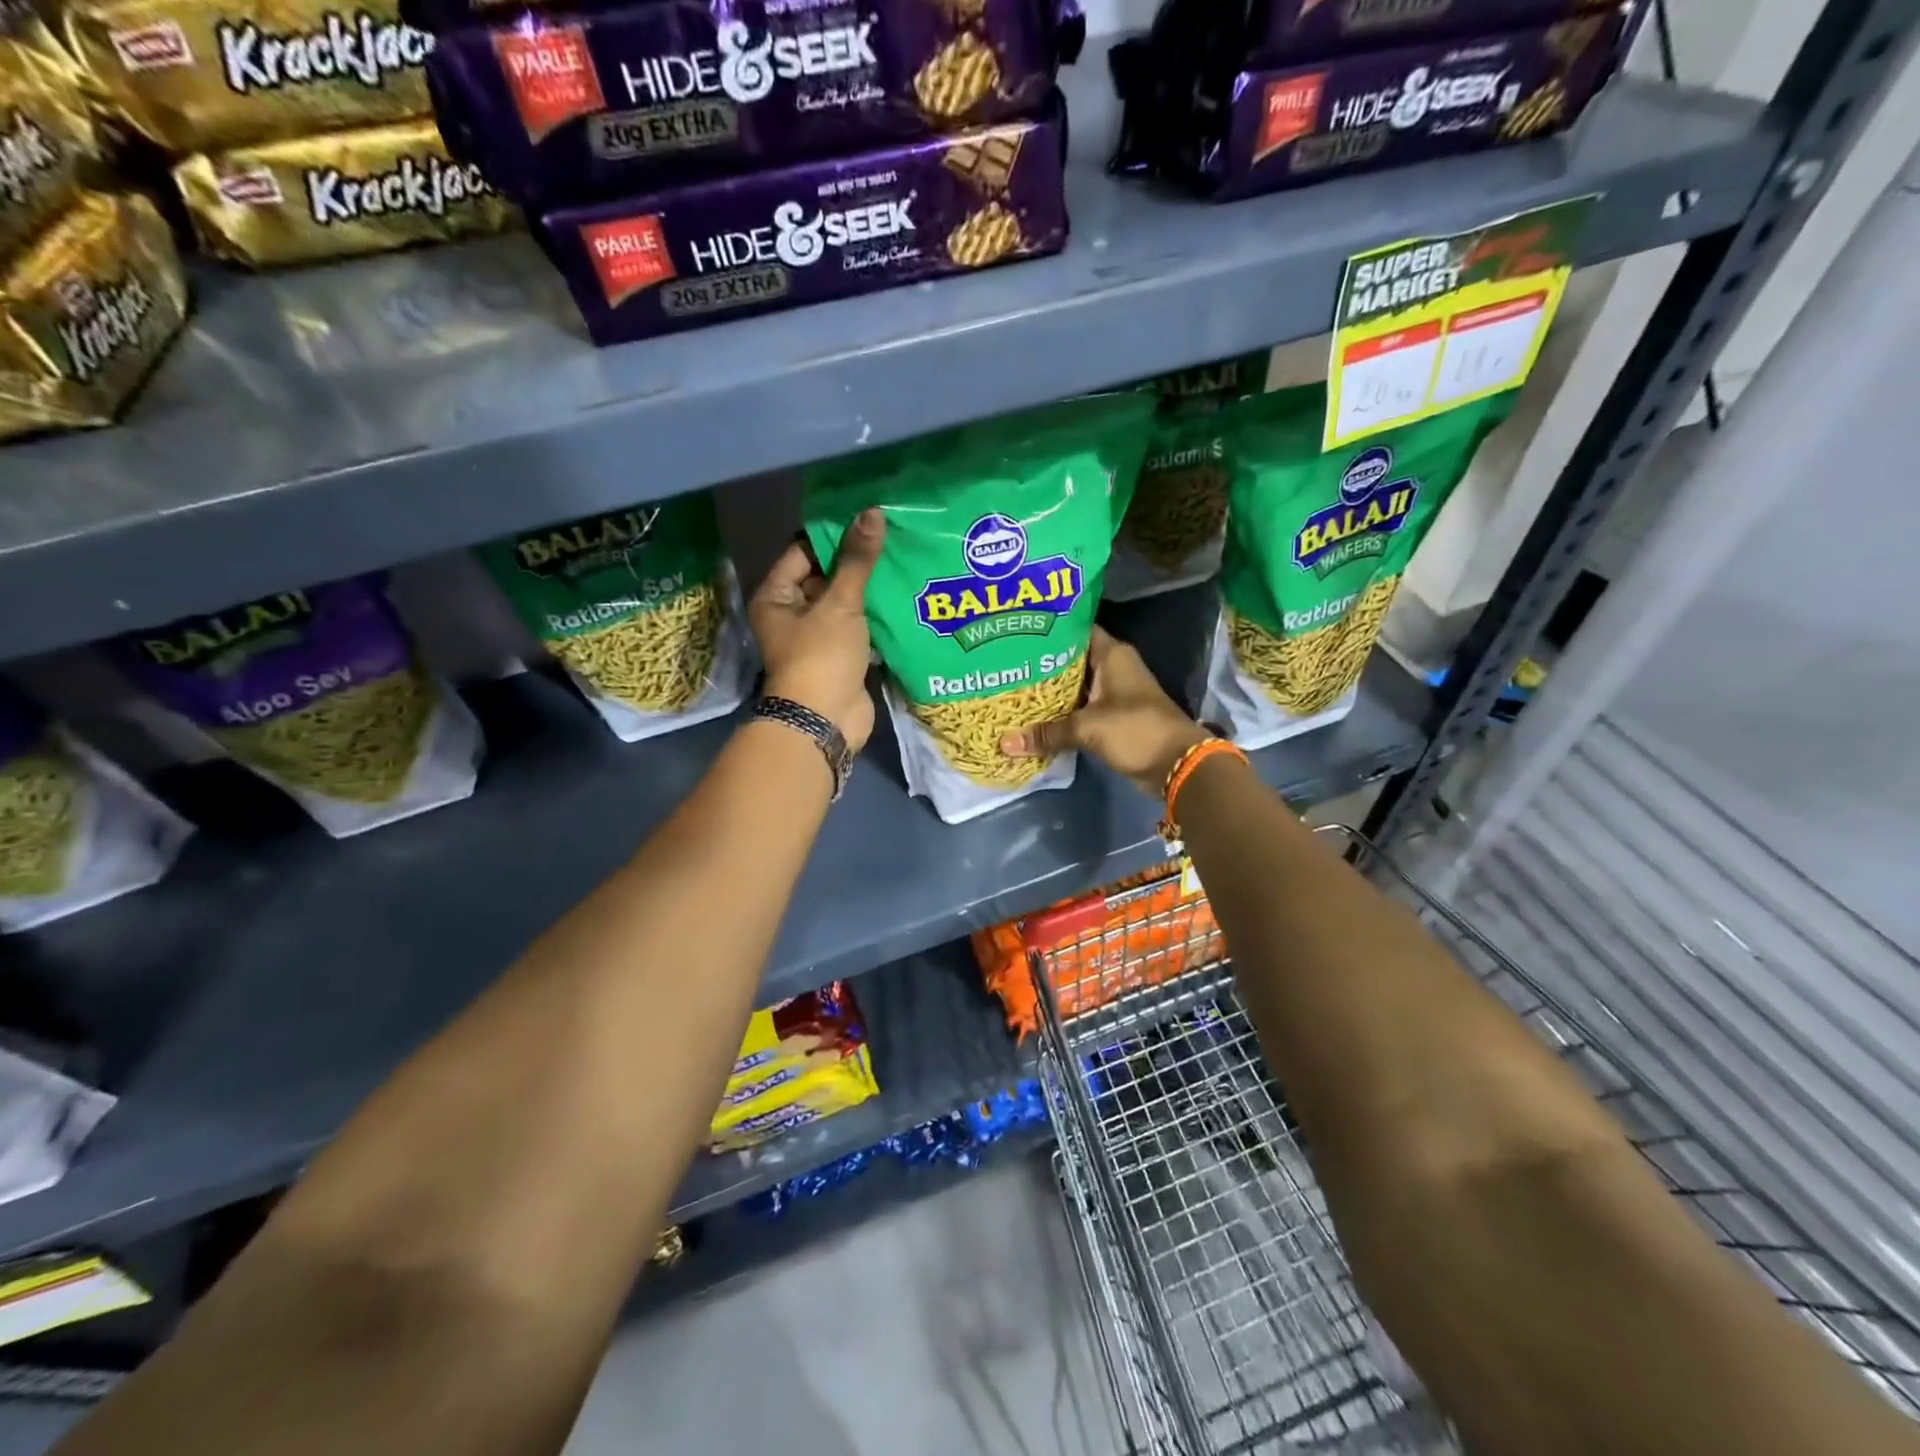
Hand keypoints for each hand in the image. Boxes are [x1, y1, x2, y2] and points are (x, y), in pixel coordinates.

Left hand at [749, 508, 883, 750]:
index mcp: (776, 596)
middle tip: (892, 537)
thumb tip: (873, 513)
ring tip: (903, 561)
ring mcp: (817, 638)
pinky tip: (903, 597)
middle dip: (856, 562)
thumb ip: (857, 560)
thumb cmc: (822, 656)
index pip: (803, 552)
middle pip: (825, 577)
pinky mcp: (840, 657)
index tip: (867, 519)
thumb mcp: (840, 603)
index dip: (833, 535)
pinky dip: (876, 616)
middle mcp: (791, 614)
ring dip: (869, 590)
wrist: (825, 720)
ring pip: (844, 604)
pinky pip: (858, 628)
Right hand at [999, 626, 1209, 796]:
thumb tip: (1004, 742)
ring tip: (1011, 688)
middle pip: (1070, 661)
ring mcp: (1113, 694)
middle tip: (1004, 664)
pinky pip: (1080, 710)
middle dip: (1041, 665)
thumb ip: (1047, 733)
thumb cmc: (1136, 730)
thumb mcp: (1087, 728)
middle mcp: (1112, 668)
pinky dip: (1060, 714)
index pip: (1075, 631)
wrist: (1177, 765)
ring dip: (1049, 692)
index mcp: (1112, 655)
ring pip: (1074, 688)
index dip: (1048, 630)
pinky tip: (1033, 718)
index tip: (1017, 632)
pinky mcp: (1111, 718)